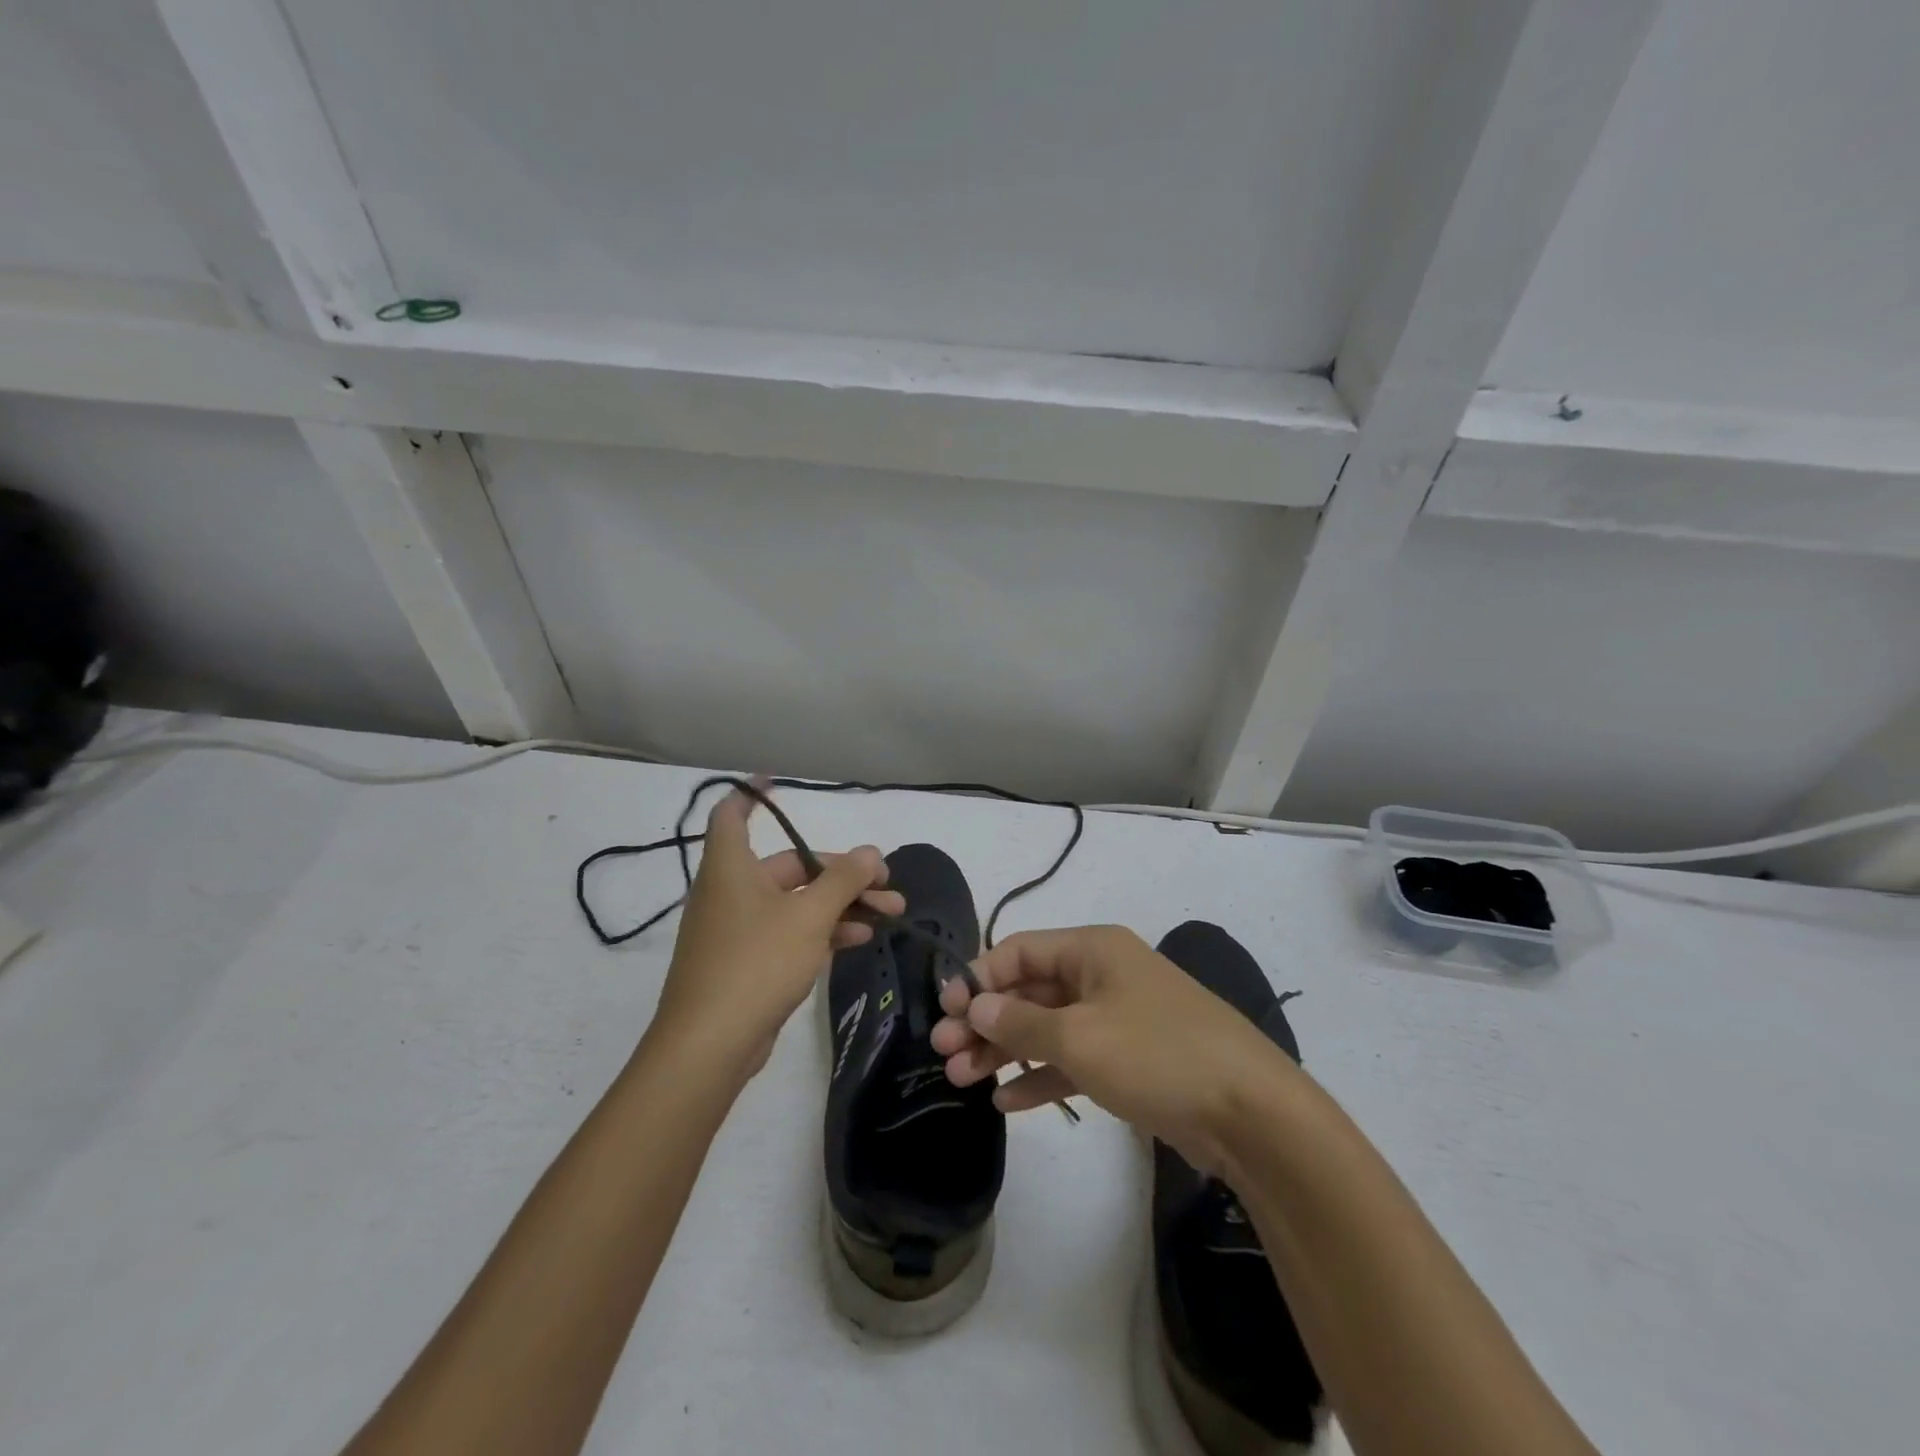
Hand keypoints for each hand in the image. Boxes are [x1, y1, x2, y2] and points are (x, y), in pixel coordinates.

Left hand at [649, 780, 904, 1079]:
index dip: (751, 794)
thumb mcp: (809, 916)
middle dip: (843, 873)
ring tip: (891, 913)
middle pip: (790, 865)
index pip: (732, 814)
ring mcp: (739, 930)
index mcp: (732, 867)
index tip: (776, 781)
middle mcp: (731, 891)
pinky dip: (823, 930)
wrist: (710, 1046)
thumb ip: (843, 880)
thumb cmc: (755, 963)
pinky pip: (790, 932)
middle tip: (886, 883)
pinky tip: (860, 938)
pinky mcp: (748, 963)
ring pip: (797, 902)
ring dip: (842, 904)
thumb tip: (871, 851)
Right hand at [931, 925, 1295, 1172]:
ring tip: (961, 1079)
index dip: (978, 977)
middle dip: (985, 1020)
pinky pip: (1072, 1059)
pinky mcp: (1129, 1060)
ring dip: (1005, 1051)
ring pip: (1046, 1028)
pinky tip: (1006, 1102)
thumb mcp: (1079, 1037)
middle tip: (943, 1052)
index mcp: (1093, 949)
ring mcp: (1117, 1019)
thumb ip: (1021, 1022)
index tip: (944, 1010)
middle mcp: (1102, 975)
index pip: (1019, 951)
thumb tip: (978, 1006)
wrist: (1250, 1114)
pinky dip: (1040, 1077)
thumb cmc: (1157, 1055)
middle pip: (1029, 990)